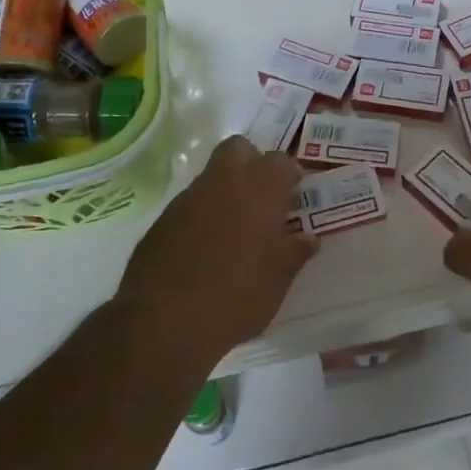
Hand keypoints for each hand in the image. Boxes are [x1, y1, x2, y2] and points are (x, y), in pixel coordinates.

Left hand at [116, 136, 316, 360]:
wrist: (165, 321)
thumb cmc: (238, 294)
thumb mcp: (279, 278)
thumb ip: (296, 251)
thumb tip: (308, 238)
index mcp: (261, 188)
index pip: (281, 161)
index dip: (289, 175)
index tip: (294, 195)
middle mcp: (224, 181)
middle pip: (239, 148)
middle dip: (252, 163)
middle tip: (264, 196)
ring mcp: (189, 197)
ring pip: (212, 175)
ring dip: (226, 190)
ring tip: (236, 227)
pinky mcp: (162, 220)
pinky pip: (190, 204)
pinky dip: (202, 214)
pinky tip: (206, 247)